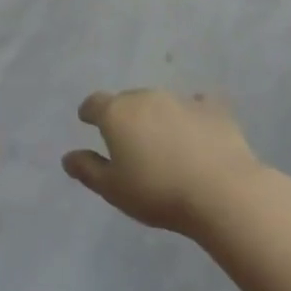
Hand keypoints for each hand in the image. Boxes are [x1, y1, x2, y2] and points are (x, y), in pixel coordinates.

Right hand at [62, 88, 264, 235]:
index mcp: (117, 113)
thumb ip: (87, 170)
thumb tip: (68, 157)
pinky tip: (198, 131)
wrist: (223, 192)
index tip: (88, 121)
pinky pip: (197, 106)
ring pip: (160, 103)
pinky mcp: (214, 110)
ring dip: (156, 117)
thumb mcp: (113, 189)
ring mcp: (181, 100)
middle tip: (128, 141)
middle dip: (124, 116)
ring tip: (163, 142)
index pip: (94, 103)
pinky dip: (192, 116)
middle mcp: (146, 97)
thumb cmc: (158, 192)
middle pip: (127, 101)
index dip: (89, 112)